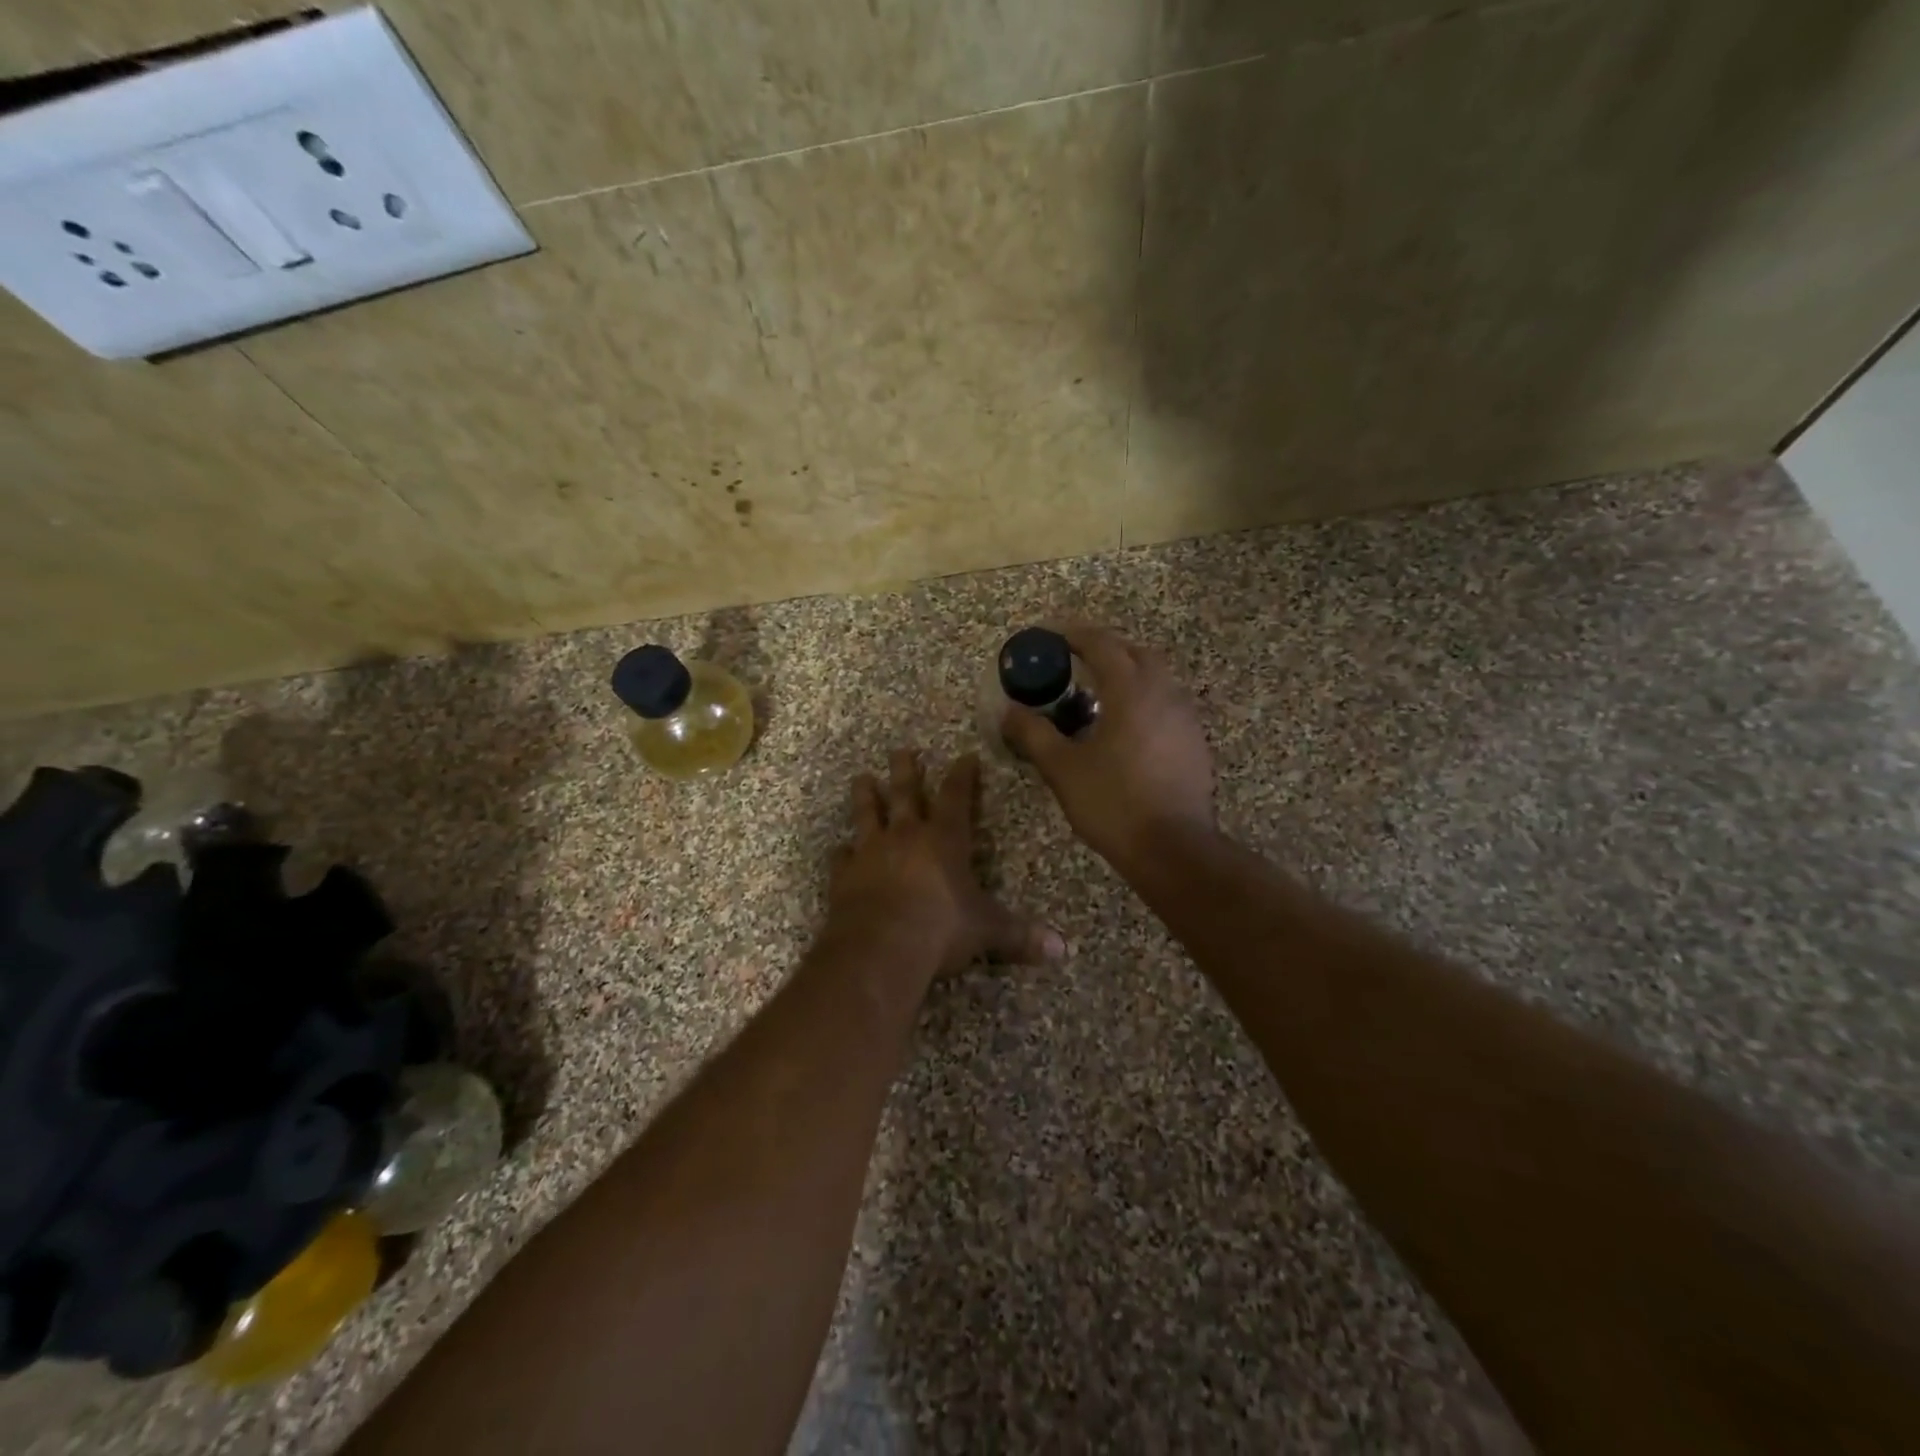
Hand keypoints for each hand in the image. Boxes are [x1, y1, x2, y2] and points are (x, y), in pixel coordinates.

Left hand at [828, 749, 1064, 977]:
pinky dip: (842, 852)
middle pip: (905, 794)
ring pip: (867, 814)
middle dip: (906, 771)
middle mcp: (906, 836)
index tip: (965, 756)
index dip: (963, 776)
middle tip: (901, 750)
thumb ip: (1021, 936)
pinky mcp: (844, 876)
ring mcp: (871, 853)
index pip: (957, 797)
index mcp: (944, 840)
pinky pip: (842, 857)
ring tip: (862, 778)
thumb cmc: (941, 929)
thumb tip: (1062, 949)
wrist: (880, 947)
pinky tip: (840, 849)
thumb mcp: (988, 931)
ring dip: (866, 796)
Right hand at [1001, 624, 1216, 871]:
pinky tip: (1124, 728)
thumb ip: (1034, 733)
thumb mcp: (1062, 768)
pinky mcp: (1194, 742)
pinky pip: (1166, 703)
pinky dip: (1142, 700)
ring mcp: (1185, 717)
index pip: (1101, 644)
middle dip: (1104, 649)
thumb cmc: (1113, 803)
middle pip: (1134, 653)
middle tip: (1073, 661)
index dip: (1073, 634)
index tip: (1049, 636)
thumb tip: (1010, 711)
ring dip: (1126, 674)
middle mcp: (1164, 693)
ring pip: (1155, 678)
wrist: (1173, 848)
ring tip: (1096, 694)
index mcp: (1131, 691)